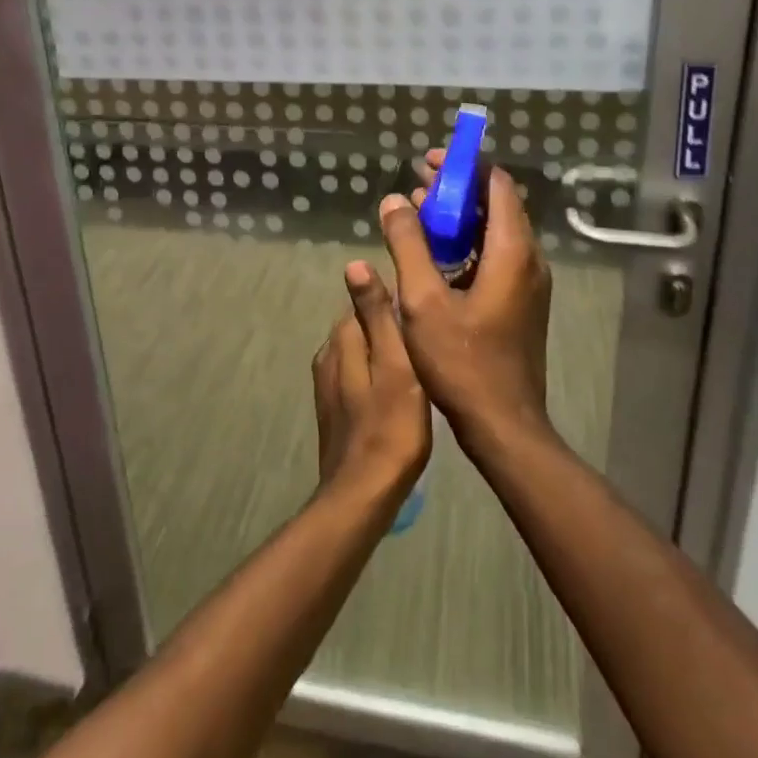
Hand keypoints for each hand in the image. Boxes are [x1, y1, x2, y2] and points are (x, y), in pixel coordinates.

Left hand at [312, 262, 431, 504]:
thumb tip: (354, 263)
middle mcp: (328, 355)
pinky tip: (401, 391)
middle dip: (391, 326)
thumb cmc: (390, 426)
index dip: (397, 302)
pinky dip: (378, 375)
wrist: (363, 494)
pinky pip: (359, 376)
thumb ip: (376, 314)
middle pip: (364, 325)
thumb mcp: (395, 363)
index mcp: (342, 338)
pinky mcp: (335, 409)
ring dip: (385, 352)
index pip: (367, 300)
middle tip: (429, 337)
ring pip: (361, 352)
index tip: (426, 308)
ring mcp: (328, 384)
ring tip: (420, 362)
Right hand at [377, 154, 553, 453]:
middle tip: (417, 185)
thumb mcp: (423, 301)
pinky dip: (468, 243)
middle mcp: (529, 259)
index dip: (463, 167)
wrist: (504, 425)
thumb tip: (395, 200)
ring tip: (419, 215)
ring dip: (460, 218)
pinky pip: (496, 255)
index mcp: (512, 251)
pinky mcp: (521, 301)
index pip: (496, 184)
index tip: (428, 163)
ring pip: (495, 231)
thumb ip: (408, 245)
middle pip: (496, 204)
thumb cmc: (462, 362)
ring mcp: (528, 282)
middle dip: (457, 190)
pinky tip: (435, 255)